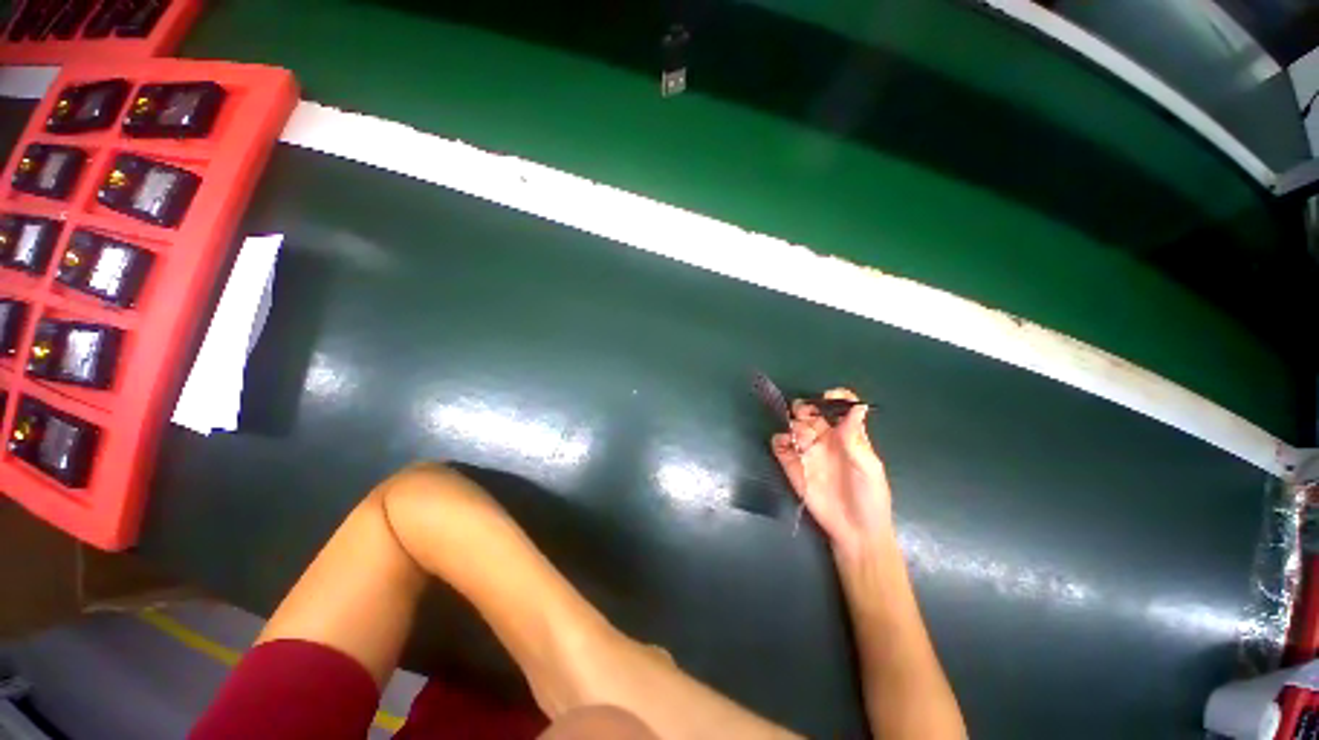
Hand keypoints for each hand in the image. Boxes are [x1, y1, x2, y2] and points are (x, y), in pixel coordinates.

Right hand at [770, 388, 892, 558]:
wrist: (854, 531)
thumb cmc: (869, 497)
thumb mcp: (868, 466)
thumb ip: (856, 437)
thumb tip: (859, 406)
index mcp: (847, 435)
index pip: (839, 407)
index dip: (834, 398)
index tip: (826, 398)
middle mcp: (825, 439)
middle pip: (811, 412)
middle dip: (805, 408)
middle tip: (804, 414)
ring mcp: (807, 451)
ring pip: (793, 426)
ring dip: (792, 424)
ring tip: (798, 438)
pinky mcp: (792, 465)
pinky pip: (780, 446)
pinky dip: (779, 440)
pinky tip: (785, 446)